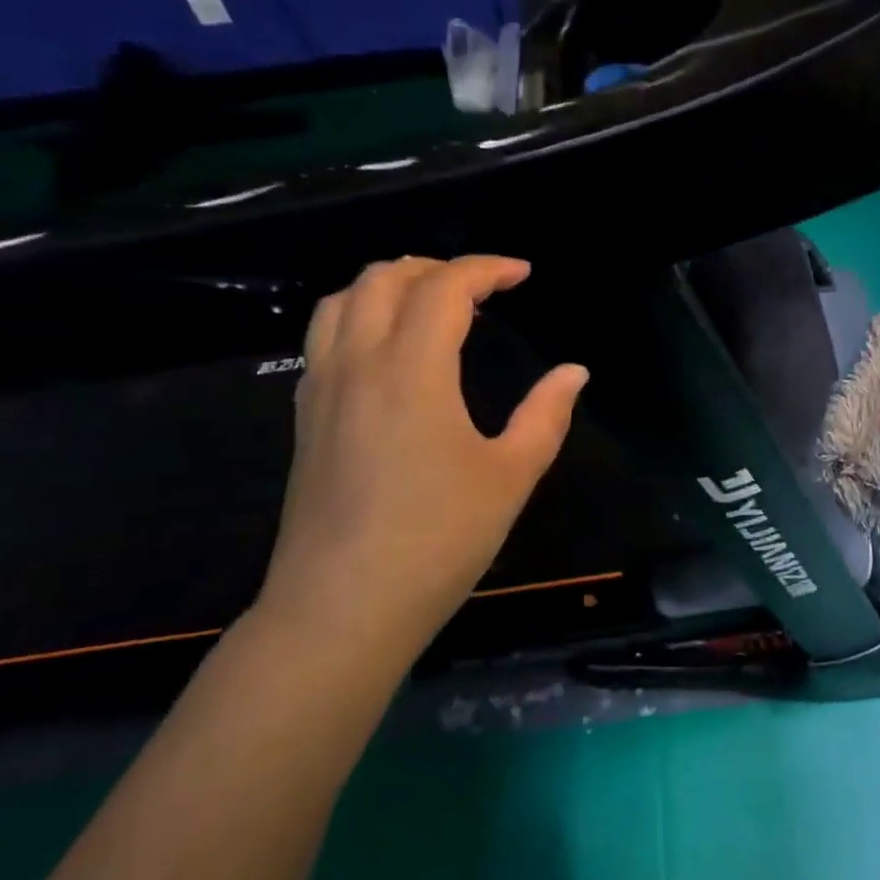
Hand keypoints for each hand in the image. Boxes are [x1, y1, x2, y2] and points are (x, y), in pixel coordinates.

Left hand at [253, 256, 587, 667]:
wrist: (339, 612)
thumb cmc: (437, 541)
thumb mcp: (511, 477)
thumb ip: (546, 415)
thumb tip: (574, 371)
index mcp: (412, 370)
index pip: (445, 287)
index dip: (487, 269)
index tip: (521, 274)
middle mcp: (359, 364)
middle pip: (384, 278)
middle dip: (436, 267)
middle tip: (480, 287)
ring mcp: (322, 389)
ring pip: (342, 300)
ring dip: (390, 284)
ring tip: (431, 303)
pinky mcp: (305, 417)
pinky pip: (325, 336)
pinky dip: (360, 315)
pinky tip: (389, 349)